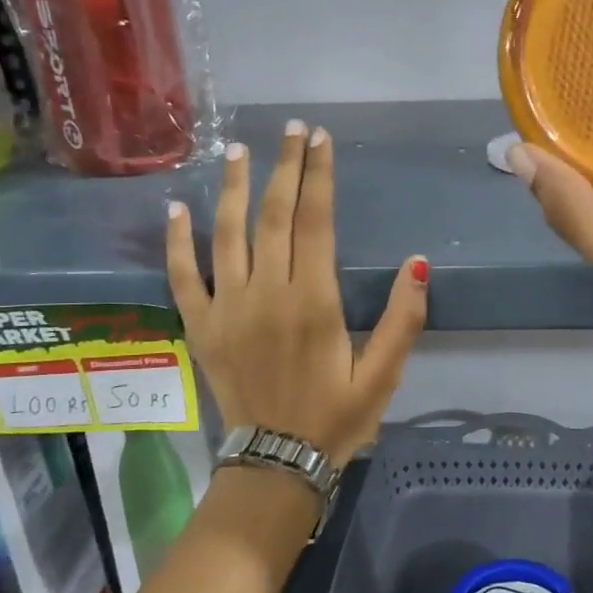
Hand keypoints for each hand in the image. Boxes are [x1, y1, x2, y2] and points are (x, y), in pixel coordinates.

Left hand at [166, 121, 428, 467]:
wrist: (276, 463)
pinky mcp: (202, 326)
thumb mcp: (383, 376)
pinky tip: (175, 207)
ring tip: (239, 150)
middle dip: (285, 167)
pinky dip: (177, 240)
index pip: (315, 221)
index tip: (321, 139)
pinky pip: (183, 275)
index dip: (318, 175)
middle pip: (275, 216)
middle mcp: (266, 293)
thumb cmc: (337, 418)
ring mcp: (227, 307)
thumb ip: (403, 320)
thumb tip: (417, 262)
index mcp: (313, 301)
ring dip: (234, 188)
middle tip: (292, 129)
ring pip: (227, 233)